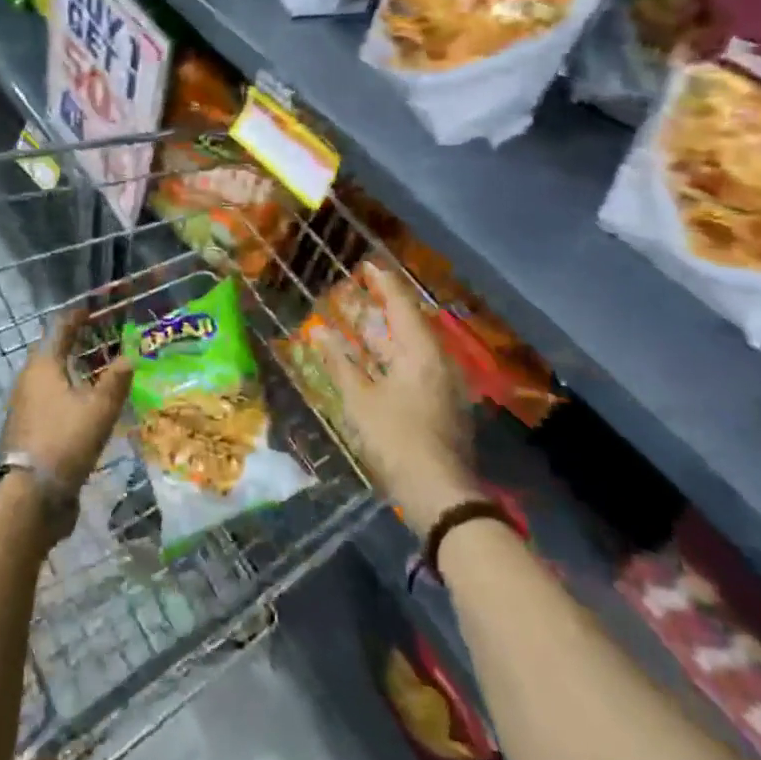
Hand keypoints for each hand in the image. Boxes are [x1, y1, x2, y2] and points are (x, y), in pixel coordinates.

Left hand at [4, 310, 133, 490]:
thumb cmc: (65, 440)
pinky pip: (49, 400)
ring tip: (95, 371)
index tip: (91, 310)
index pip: (59, 330)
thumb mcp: (99, 409)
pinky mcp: (28, 429)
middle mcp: (28, 381)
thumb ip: (116, 381)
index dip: (75, 318)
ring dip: (70, 370)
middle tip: (98, 339)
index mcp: (43, 367)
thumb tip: (129, 356)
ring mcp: (25, 406)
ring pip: (49, 378)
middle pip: (50, 352)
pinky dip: (66, 393)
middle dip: (72, 344)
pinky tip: (83, 406)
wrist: (32, 495)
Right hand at [324, 262, 478, 531]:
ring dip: (387, 332)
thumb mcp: (360, 400)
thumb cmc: (396, 439)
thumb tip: (318, 331)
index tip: (366, 265)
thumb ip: (339, 363)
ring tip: (362, 319)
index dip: (384, 283)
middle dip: (385, 306)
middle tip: (360, 290)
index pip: (402, 305)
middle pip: (410, 323)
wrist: (439, 494)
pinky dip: (393, 354)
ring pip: (413, 346)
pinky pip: (415, 365)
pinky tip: (374, 359)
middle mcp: (438, 362)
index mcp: (422, 353)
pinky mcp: (441, 404)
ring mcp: (443, 385)